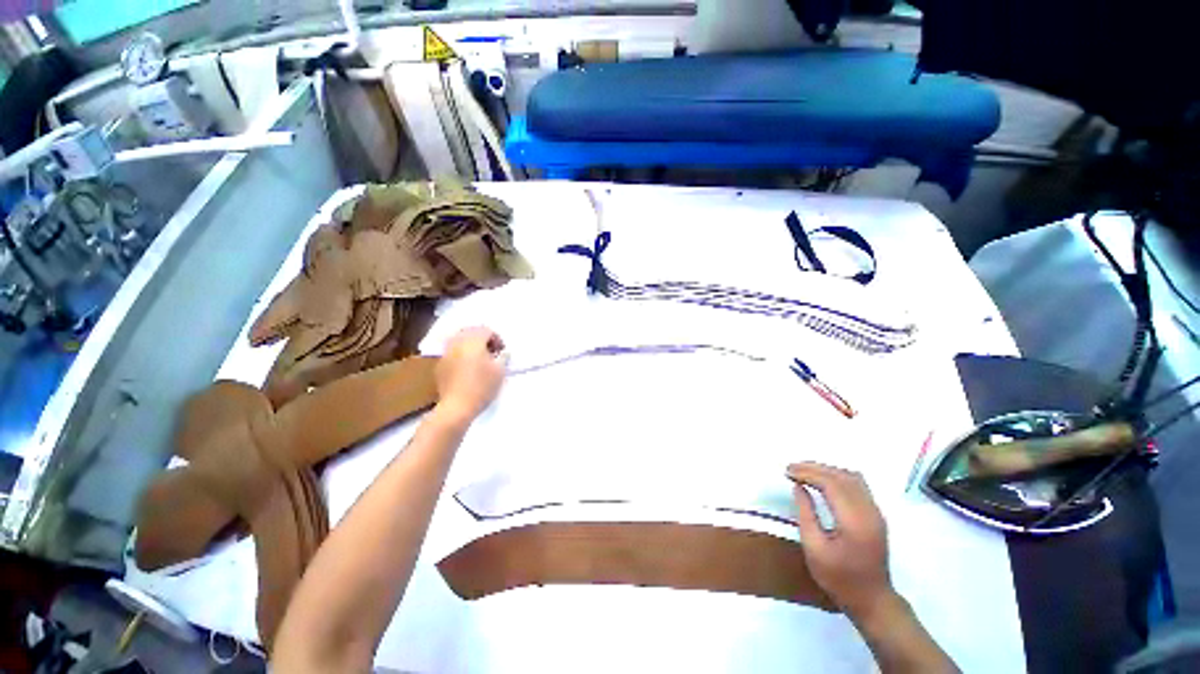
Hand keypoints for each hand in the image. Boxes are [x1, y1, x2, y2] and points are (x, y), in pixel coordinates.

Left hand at [435, 327, 506, 421]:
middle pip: (471, 331)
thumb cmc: (482, 387)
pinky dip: (461, 353)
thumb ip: (503, 357)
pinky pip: (452, 351)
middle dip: (483, 338)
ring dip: (471, 345)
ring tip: (479, 358)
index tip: (502, 351)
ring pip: (459, 340)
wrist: (457, 407)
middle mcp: (457, 343)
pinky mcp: (440, 365)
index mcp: (473, 342)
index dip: (497, 338)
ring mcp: (446, 353)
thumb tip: (503, 353)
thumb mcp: (500, 371)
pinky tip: (467, 367)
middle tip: (491, 352)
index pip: (486, 330)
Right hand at [788, 462, 894, 619]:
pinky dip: (837, 477)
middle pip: (842, 477)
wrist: (872, 600)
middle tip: (791, 468)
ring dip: (826, 470)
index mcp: (854, 521)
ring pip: (851, 477)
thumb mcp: (814, 549)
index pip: (831, 484)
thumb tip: (798, 487)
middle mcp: (869, 512)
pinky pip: (858, 485)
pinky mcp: (876, 515)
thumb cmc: (839, 578)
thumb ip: (806, 514)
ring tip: (804, 471)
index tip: (787, 472)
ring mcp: (876, 512)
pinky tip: (823, 481)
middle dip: (814, 468)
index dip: (808, 473)